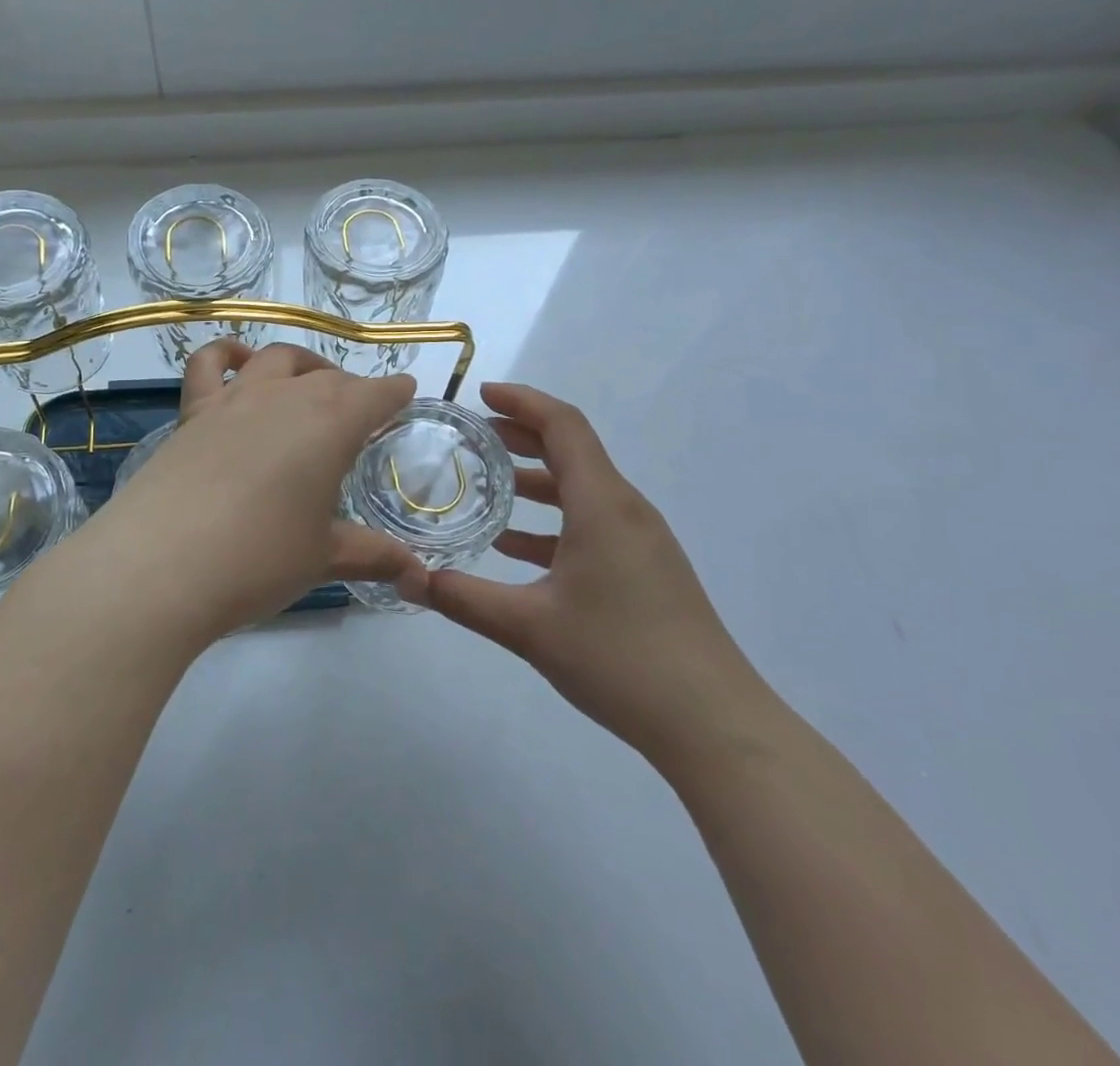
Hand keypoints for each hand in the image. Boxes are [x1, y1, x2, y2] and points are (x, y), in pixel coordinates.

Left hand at [90, 340, 421, 642]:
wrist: (162, 564)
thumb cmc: (259, 558)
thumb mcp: (323, 557)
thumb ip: (372, 555)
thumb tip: (417, 575)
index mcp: (330, 424)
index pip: (375, 394)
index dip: (394, 392)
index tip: (406, 391)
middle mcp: (285, 397)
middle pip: (329, 378)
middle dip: (352, 388)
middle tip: (360, 412)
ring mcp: (234, 400)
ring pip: (277, 359)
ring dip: (302, 364)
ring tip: (310, 381)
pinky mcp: (193, 413)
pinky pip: (210, 364)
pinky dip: (228, 354)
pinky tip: (238, 362)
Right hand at [407, 383, 761, 761]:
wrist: (714, 723)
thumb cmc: (620, 659)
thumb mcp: (529, 627)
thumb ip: (463, 598)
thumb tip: (406, 580)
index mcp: (602, 504)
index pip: (563, 426)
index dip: (522, 401)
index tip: (480, 394)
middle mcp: (626, 510)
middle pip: (572, 451)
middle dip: (522, 435)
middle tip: (472, 435)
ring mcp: (641, 541)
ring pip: (582, 489)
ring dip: (535, 480)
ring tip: (486, 485)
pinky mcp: (646, 570)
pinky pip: (592, 524)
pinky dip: (553, 521)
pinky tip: (515, 548)